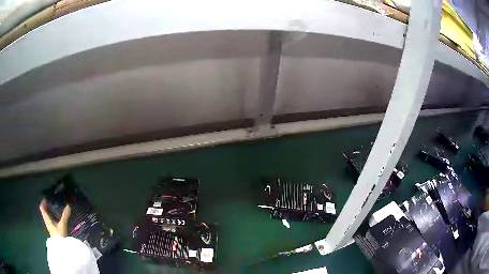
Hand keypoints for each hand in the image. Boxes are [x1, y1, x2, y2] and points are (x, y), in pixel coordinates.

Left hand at [39, 199, 70, 236]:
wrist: (61, 248)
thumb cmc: (60, 235)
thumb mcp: (63, 224)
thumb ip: (65, 215)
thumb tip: (68, 206)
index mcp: (47, 218)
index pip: (42, 208)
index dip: (43, 202)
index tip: (47, 198)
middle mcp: (47, 221)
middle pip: (44, 212)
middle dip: (47, 207)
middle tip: (52, 202)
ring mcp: (50, 227)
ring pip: (47, 216)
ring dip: (50, 212)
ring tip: (55, 209)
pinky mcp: (53, 231)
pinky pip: (51, 221)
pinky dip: (52, 217)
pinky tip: (57, 218)